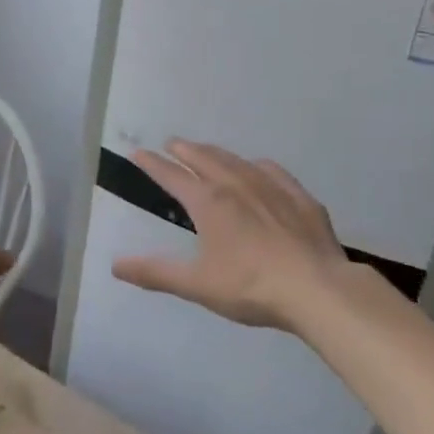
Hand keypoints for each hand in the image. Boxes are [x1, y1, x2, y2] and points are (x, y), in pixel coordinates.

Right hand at [112, 140, 356, 331]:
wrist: (318, 290)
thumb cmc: (251, 286)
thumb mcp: (197, 284)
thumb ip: (156, 273)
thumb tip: (116, 265)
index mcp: (208, 202)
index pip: (172, 176)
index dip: (152, 164)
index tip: (137, 152)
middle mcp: (236, 184)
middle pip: (204, 158)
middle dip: (184, 149)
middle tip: (171, 143)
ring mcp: (271, 188)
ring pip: (236, 160)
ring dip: (216, 153)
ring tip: (206, 150)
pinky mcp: (300, 199)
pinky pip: (273, 172)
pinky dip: (256, 166)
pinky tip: (259, 169)